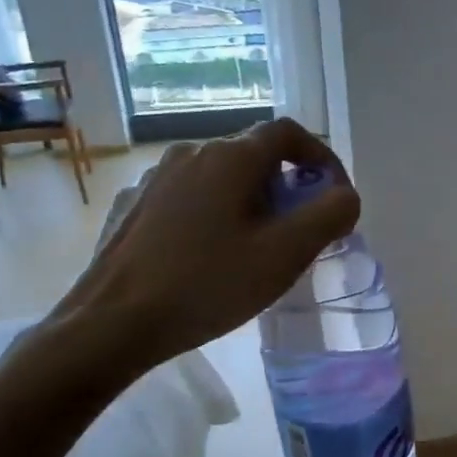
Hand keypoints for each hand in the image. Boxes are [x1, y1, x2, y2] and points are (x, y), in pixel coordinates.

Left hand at [43, 118, 359, 383]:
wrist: (112, 322)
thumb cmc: (207, 285)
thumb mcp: (285, 254)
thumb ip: (329, 215)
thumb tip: (344, 196)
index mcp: (230, 157)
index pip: (289, 133)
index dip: (321, 158)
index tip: (334, 196)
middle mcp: (191, 153)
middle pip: (255, 156)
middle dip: (287, 187)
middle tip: (298, 234)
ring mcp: (155, 177)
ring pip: (220, 178)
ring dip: (250, 202)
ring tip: (254, 249)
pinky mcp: (134, 205)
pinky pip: (189, 198)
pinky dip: (214, 214)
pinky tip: (208, 256)